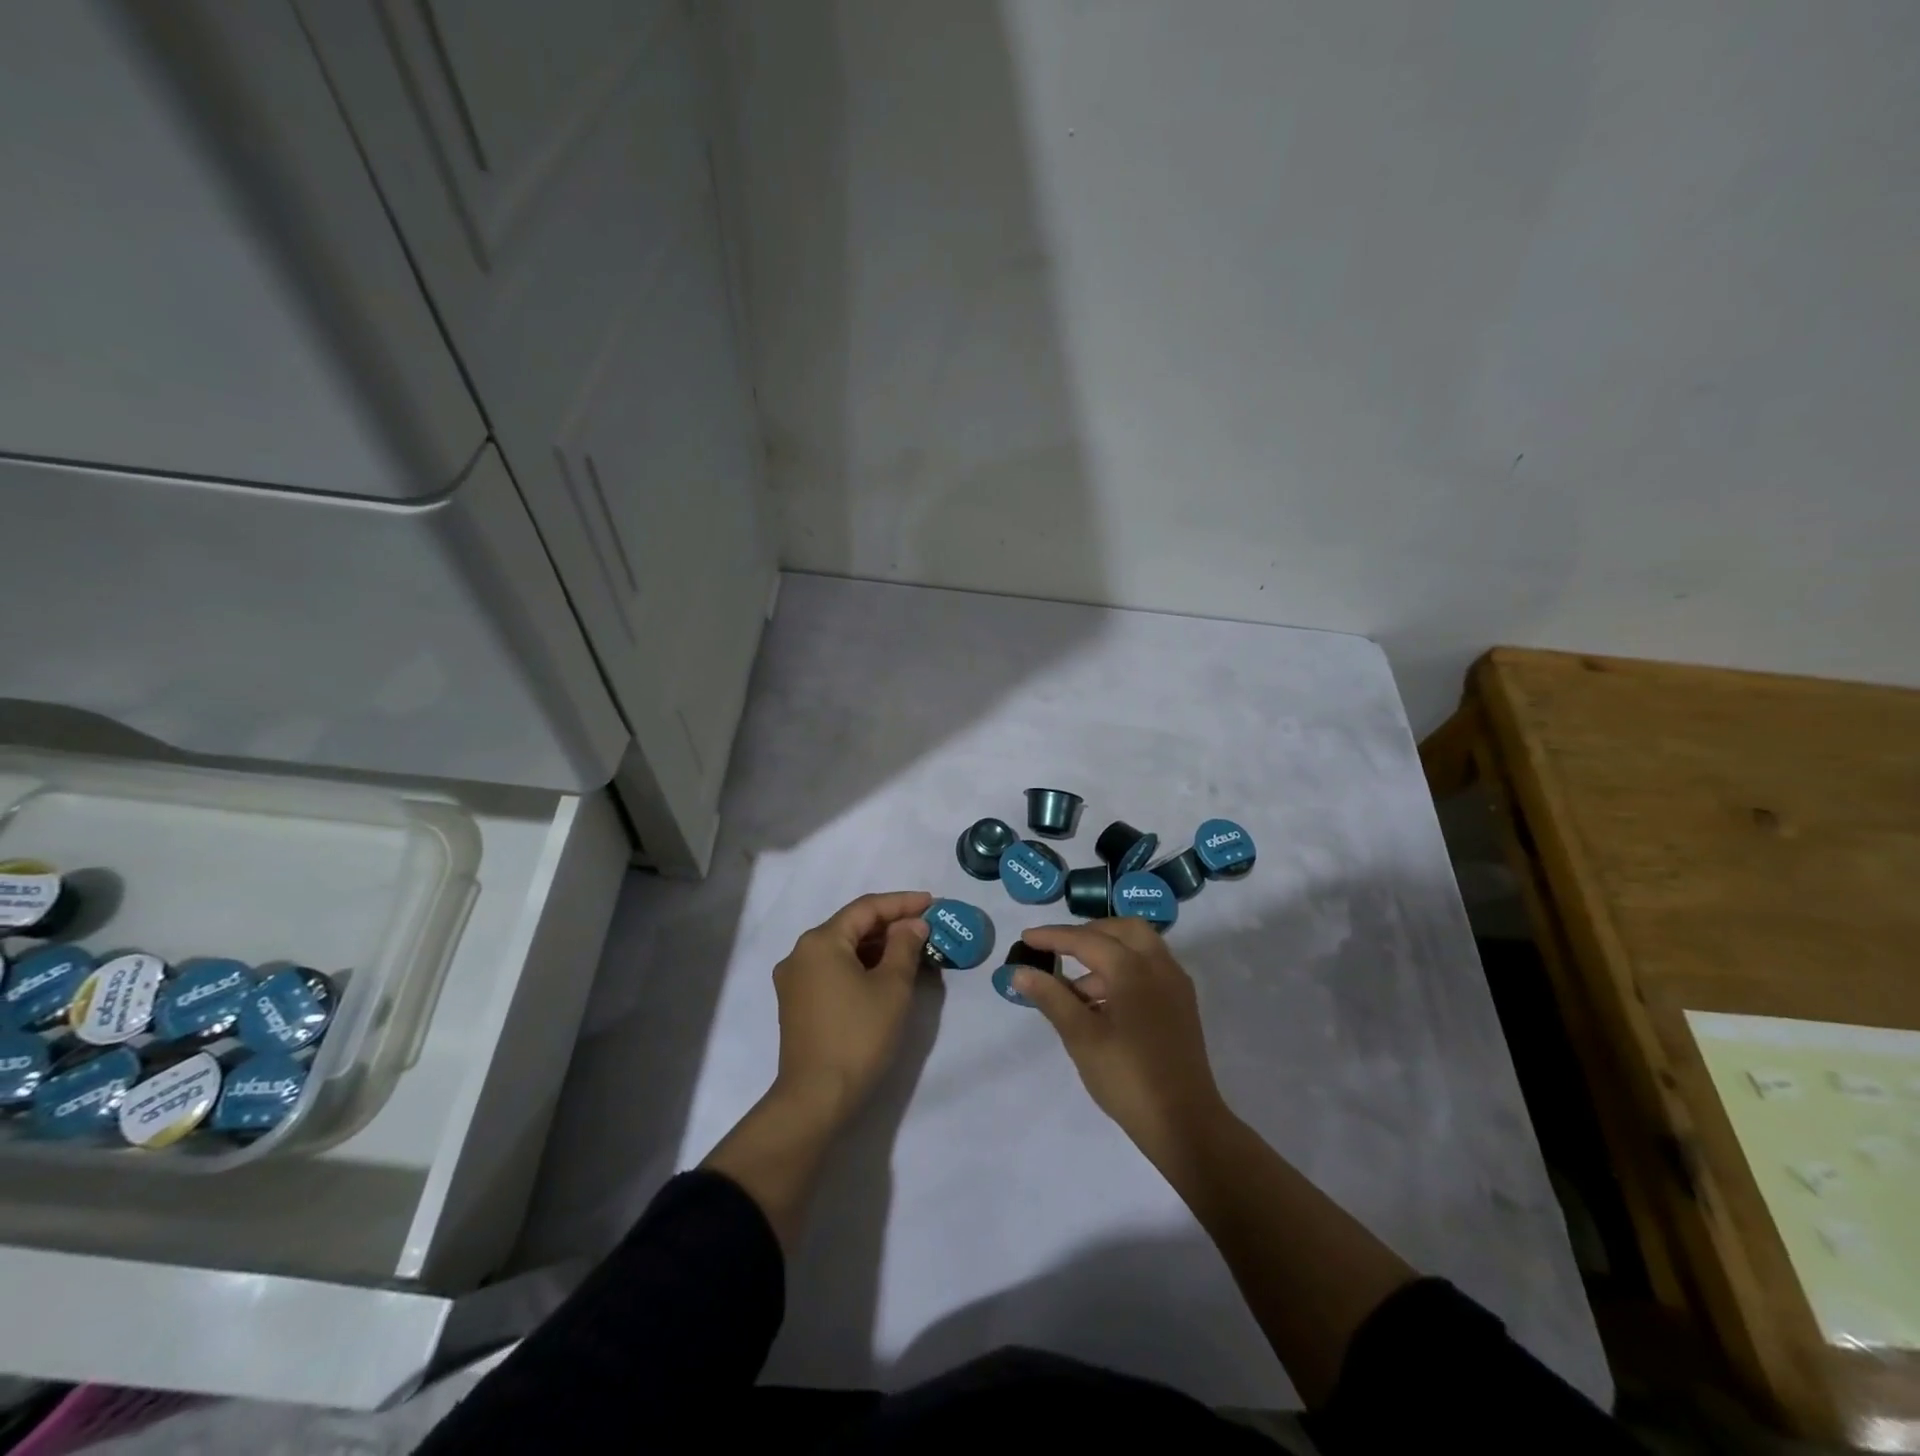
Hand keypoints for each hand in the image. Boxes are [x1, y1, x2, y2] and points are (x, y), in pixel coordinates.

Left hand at [770, 890, 931, 1126]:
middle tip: (925, 927)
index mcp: (820, 941)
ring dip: (876, 946)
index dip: (902, 903)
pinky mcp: (796, 1003)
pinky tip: (884, 974)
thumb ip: (905, 946)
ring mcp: (794, 980)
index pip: (866, 908)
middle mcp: (800, 953)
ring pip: (842, 949)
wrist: (816, 1098)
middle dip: (890, 925)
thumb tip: (913, 925)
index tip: (932, 903)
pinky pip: (833, 970)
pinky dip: (859, 965)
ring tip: (911, 949)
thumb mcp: (892, 987)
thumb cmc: (858, 1035)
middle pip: (851, 926)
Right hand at [1017, 919, 1227, 1159]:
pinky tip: (1102, 1004)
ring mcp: (1175, 986)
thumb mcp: (1081, 1037)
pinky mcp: (1182, 1006)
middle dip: (1089, 933)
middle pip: (1123, 930)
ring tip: (1075, 988)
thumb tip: (1021, 971)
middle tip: (1060, 949)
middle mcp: (1159, 966)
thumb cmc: (1128, 1076)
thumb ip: (1051, 997)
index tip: (1026, 937)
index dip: (1053, 937)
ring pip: (1140, 948)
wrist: (1185, 1124)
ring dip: (1107, 954)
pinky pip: (1150, 969)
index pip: (1086, 940)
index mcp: (1133, 968)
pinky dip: (1125, 971)